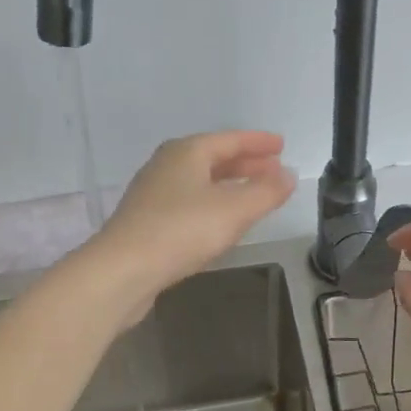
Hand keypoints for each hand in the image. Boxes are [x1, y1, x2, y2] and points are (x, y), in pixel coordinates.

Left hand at [80, 131, 296, 324]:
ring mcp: (153, 194)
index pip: (229, 140)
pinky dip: (212, 205)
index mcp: (186, 152)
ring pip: (200, 182)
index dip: (258, 142)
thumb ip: (266, 192)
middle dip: (245, 164)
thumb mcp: (234, 210)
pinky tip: (221, 222)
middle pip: (213, 159)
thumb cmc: (181, 231)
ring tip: (254, 195)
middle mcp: (167, 166)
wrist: (122, 270)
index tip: (281, 145)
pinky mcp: (146, 222)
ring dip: (229, 186)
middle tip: (274, 171)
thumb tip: (288, 175)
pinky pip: (189, 204)